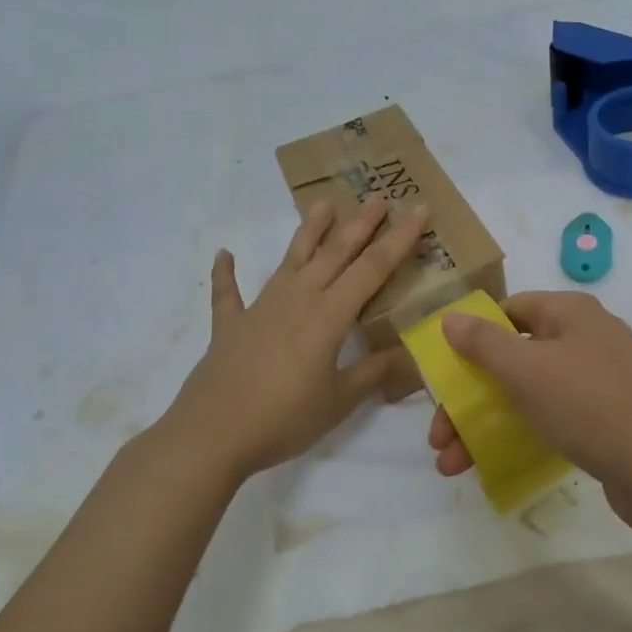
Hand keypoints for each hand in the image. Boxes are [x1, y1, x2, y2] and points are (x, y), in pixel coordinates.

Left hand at [157, 198, 427, 483]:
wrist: (212, 434)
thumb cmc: (284, 418)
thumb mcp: (339, 401)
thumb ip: (374, 373)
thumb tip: (412, 355)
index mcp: (329, 315)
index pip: (373, 268)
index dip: (399, 239)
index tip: (418, 210)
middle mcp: (297, 299)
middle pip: (335, 253)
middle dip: (360, 224)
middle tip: (379, 197)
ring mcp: (260, 308)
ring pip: (291, 260)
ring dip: (308, 232)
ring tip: (322, 205)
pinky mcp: (229, 326)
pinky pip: (228, 293)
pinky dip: (226, 273)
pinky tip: (224, 254)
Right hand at [425, 291, 631, 529]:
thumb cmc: (589, 404)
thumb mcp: (525, 369)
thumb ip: (483, 342)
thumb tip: (451, 318)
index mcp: (570, 313)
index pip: (510, 310)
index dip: (473, 337)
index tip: (446, 373)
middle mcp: (586, 338)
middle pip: (513, 358)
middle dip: (469, 398)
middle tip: (439, 438)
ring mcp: (601, 381)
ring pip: (529, 394)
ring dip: (485, 425)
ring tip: (452, 467)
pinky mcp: (608, 420)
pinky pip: (553, 419)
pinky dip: (521, 437)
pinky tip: (493, 466)